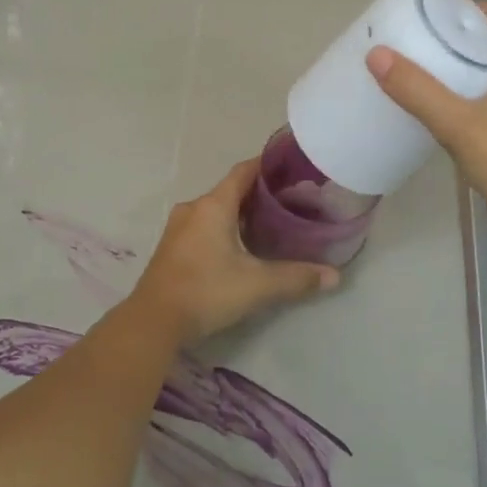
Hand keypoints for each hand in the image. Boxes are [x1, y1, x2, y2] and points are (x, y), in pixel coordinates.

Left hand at [128, 159, 340, 345]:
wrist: (152, 322)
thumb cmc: (206, 292)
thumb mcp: (258, 285)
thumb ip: (297, 278)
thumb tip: (334, 276)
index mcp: (213, 206)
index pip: (244, 171)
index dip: (267, 165)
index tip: (290, 167)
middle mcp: (194, 209)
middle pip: (230, 190)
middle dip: (259, 193)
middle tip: (289, 201)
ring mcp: (178, 228)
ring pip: (215, 209)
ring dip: (240, 212)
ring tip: (269, 223)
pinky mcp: (172, 248)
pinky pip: (203, 225)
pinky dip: (224, 227)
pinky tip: (240, 246)